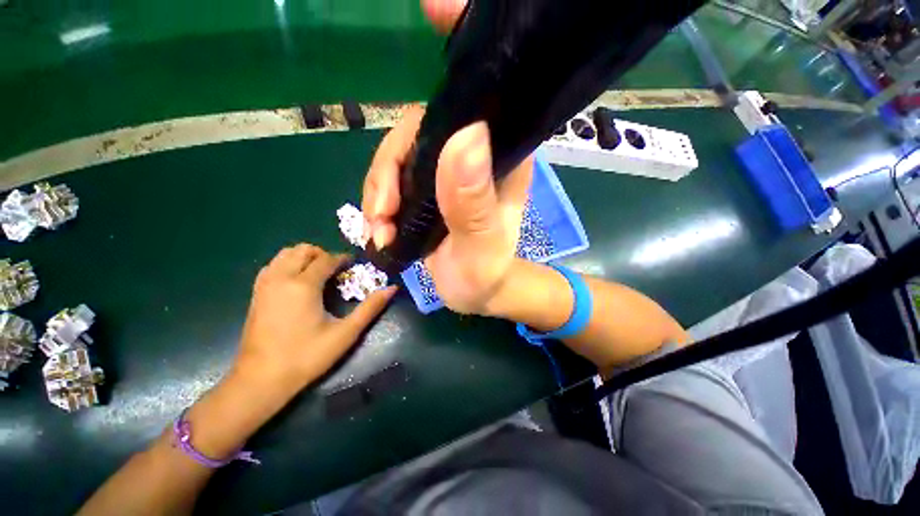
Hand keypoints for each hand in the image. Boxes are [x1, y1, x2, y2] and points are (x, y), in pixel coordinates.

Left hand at [233, 244, 395, 388]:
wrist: (261, 380)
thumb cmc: (307, 356)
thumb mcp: (346, 333)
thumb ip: (371, 308)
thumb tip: (393, 288)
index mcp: (304, 285)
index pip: (326, 259)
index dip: (343, 259)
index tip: (354, 266)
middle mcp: (281, 278)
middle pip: (303, 250)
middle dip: (323, 254)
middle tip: (337, 271)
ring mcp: (265, 285)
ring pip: (285, 254)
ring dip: (305, 257)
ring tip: (318, 274)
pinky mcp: (255, 293)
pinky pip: (273, 265)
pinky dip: (288, 264)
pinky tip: (298, 282)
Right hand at [361, 2, 530, 314]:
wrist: (478, 293)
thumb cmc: (486, 274)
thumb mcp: (482, 246)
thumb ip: (473, 201)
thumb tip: (465, 135)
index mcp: (499, 158)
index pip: (483, 97)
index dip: (458, 54)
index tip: (432, 8)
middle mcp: (473, 156)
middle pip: (418, 131)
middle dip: (389, 168)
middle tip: (380, 212)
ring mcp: (446, 172)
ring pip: (398, 159)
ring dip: (378, 193)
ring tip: (378, 230)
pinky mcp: (427, 191)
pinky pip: (392, 182)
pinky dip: (377, 204)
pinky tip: (378, 231)